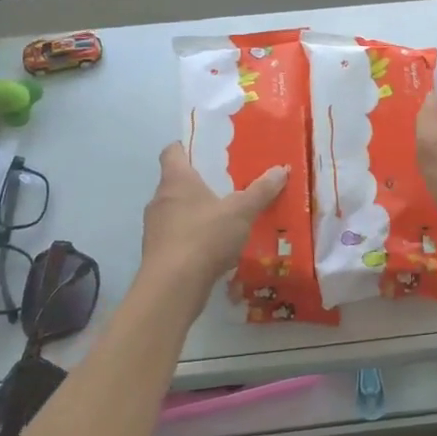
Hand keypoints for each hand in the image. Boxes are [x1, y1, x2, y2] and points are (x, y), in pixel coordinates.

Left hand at [139, 143, 287, 296]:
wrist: (173, 287)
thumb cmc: (205, 237)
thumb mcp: (241, 211)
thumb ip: (261, 190)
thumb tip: (281, 169)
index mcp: (176, 180)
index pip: (172, 151)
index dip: (187, 147)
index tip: (207, 151)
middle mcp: (160, 200)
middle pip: (176, 182)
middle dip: (199, 183)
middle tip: (227, 184)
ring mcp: (155, 228)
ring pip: (177, 211)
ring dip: (196, 213)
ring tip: (224, 218)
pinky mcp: (157, 253)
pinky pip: (177, 237)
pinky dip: (193, 238)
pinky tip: (214, 248)